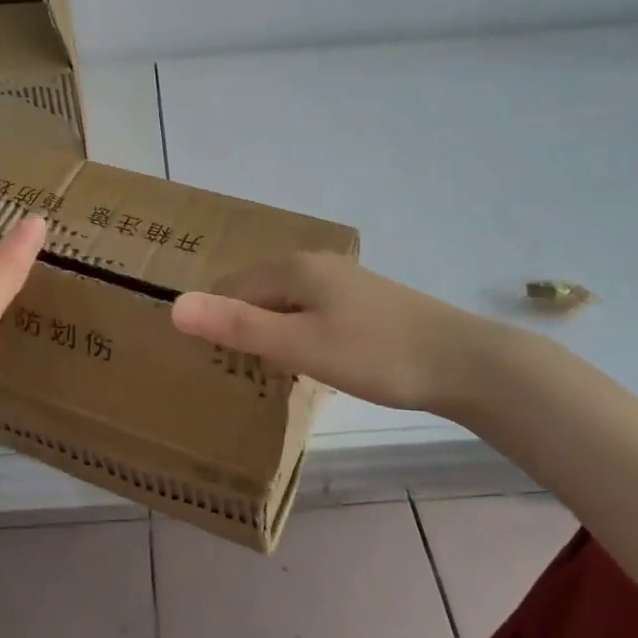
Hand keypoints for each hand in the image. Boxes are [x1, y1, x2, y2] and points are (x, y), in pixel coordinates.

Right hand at [170, 252, 518, 420]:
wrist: (463, 363)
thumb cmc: (374, 355)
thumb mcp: (298, 346)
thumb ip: (236, 327)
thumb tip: (174, 306)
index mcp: (293, 269)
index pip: (231, 286)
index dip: (215, 320)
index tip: (212, 361)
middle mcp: (315, 265)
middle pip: (258, 291)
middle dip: (242, 325)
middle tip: (238, 371)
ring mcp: (344, 281)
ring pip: (286, 303)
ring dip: (271, 332)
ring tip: (270, 372)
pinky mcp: (365, 302)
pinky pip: (312, 312)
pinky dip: (300, 334)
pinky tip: (312, 362)